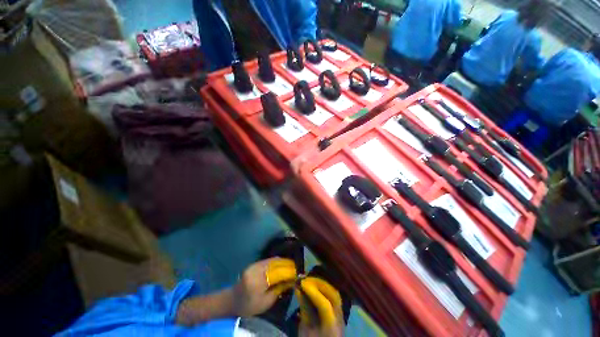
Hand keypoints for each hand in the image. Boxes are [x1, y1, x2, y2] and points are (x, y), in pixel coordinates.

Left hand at [232, 258, 296, 316]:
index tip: (297, 273)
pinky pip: (268, 260)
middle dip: (287, 264)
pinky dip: (277, 261)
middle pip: (275, 264)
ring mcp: (254, 265)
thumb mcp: (266, 302)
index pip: (277, 273)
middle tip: (296, 267)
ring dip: (283, 261)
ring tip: (291, 265)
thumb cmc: (249, 305)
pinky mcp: (254, 263)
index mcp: (258, 281)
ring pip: (272, 260)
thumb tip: (291, 280)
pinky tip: (283, 263)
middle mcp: (256, 269)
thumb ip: (279, 289)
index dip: (288, 272)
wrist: (232, 300)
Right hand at [296, 277, 343, 336]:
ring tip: (310, 280)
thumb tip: (299, 289)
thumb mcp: (305, 331)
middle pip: (333, 296)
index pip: (325, 305)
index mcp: (331, 328)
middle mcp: (339, 320)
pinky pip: (334, 296)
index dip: (313, 292)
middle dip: (319, 284)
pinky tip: (316, 285)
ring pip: (335, 294)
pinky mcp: (339, 313)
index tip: (302, 283)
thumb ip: (304, 310)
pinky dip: (325, 288)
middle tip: (305, 280)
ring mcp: (341, 315)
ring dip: (322, 284)